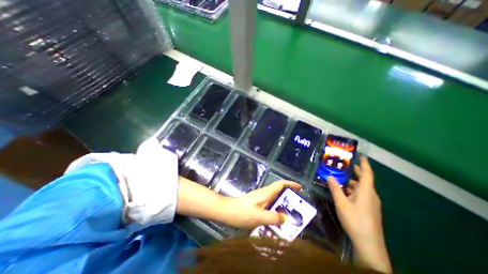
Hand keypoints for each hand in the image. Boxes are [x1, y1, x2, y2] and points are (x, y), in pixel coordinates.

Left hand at [224, 179, 303, 228]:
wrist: (228, 211)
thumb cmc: (243, 212)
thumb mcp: (260, 217)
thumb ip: (274, 218)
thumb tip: (285, 219)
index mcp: (266, 193)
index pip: (280, 184)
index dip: (291, 184)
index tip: (300, 188)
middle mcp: (264, 194)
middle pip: (279, 192)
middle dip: (289, 199)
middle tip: (298, 209)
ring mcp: (260, 199)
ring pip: (274, 200)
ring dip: (282, 207)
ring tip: (289, 218)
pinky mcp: (257, 204)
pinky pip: (269, 206)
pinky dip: (275, 212)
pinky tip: (275, 222)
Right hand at [328, 157, 391, 273]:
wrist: (369, 244)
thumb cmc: (355, 220)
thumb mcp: (341, 203)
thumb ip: (335, 188)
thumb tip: (330, 176)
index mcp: (366, 191)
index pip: (367, 174)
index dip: (365, 164)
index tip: (361, 155)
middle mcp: (371, 195)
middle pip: (364, 179)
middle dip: (355, 171)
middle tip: (344, 165)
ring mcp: (371, 202)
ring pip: (361, 187)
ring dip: (351, 181)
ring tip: (339, 178)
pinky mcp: (369, 208)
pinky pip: (361, 194)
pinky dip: (352, 189)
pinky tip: (343, 191)